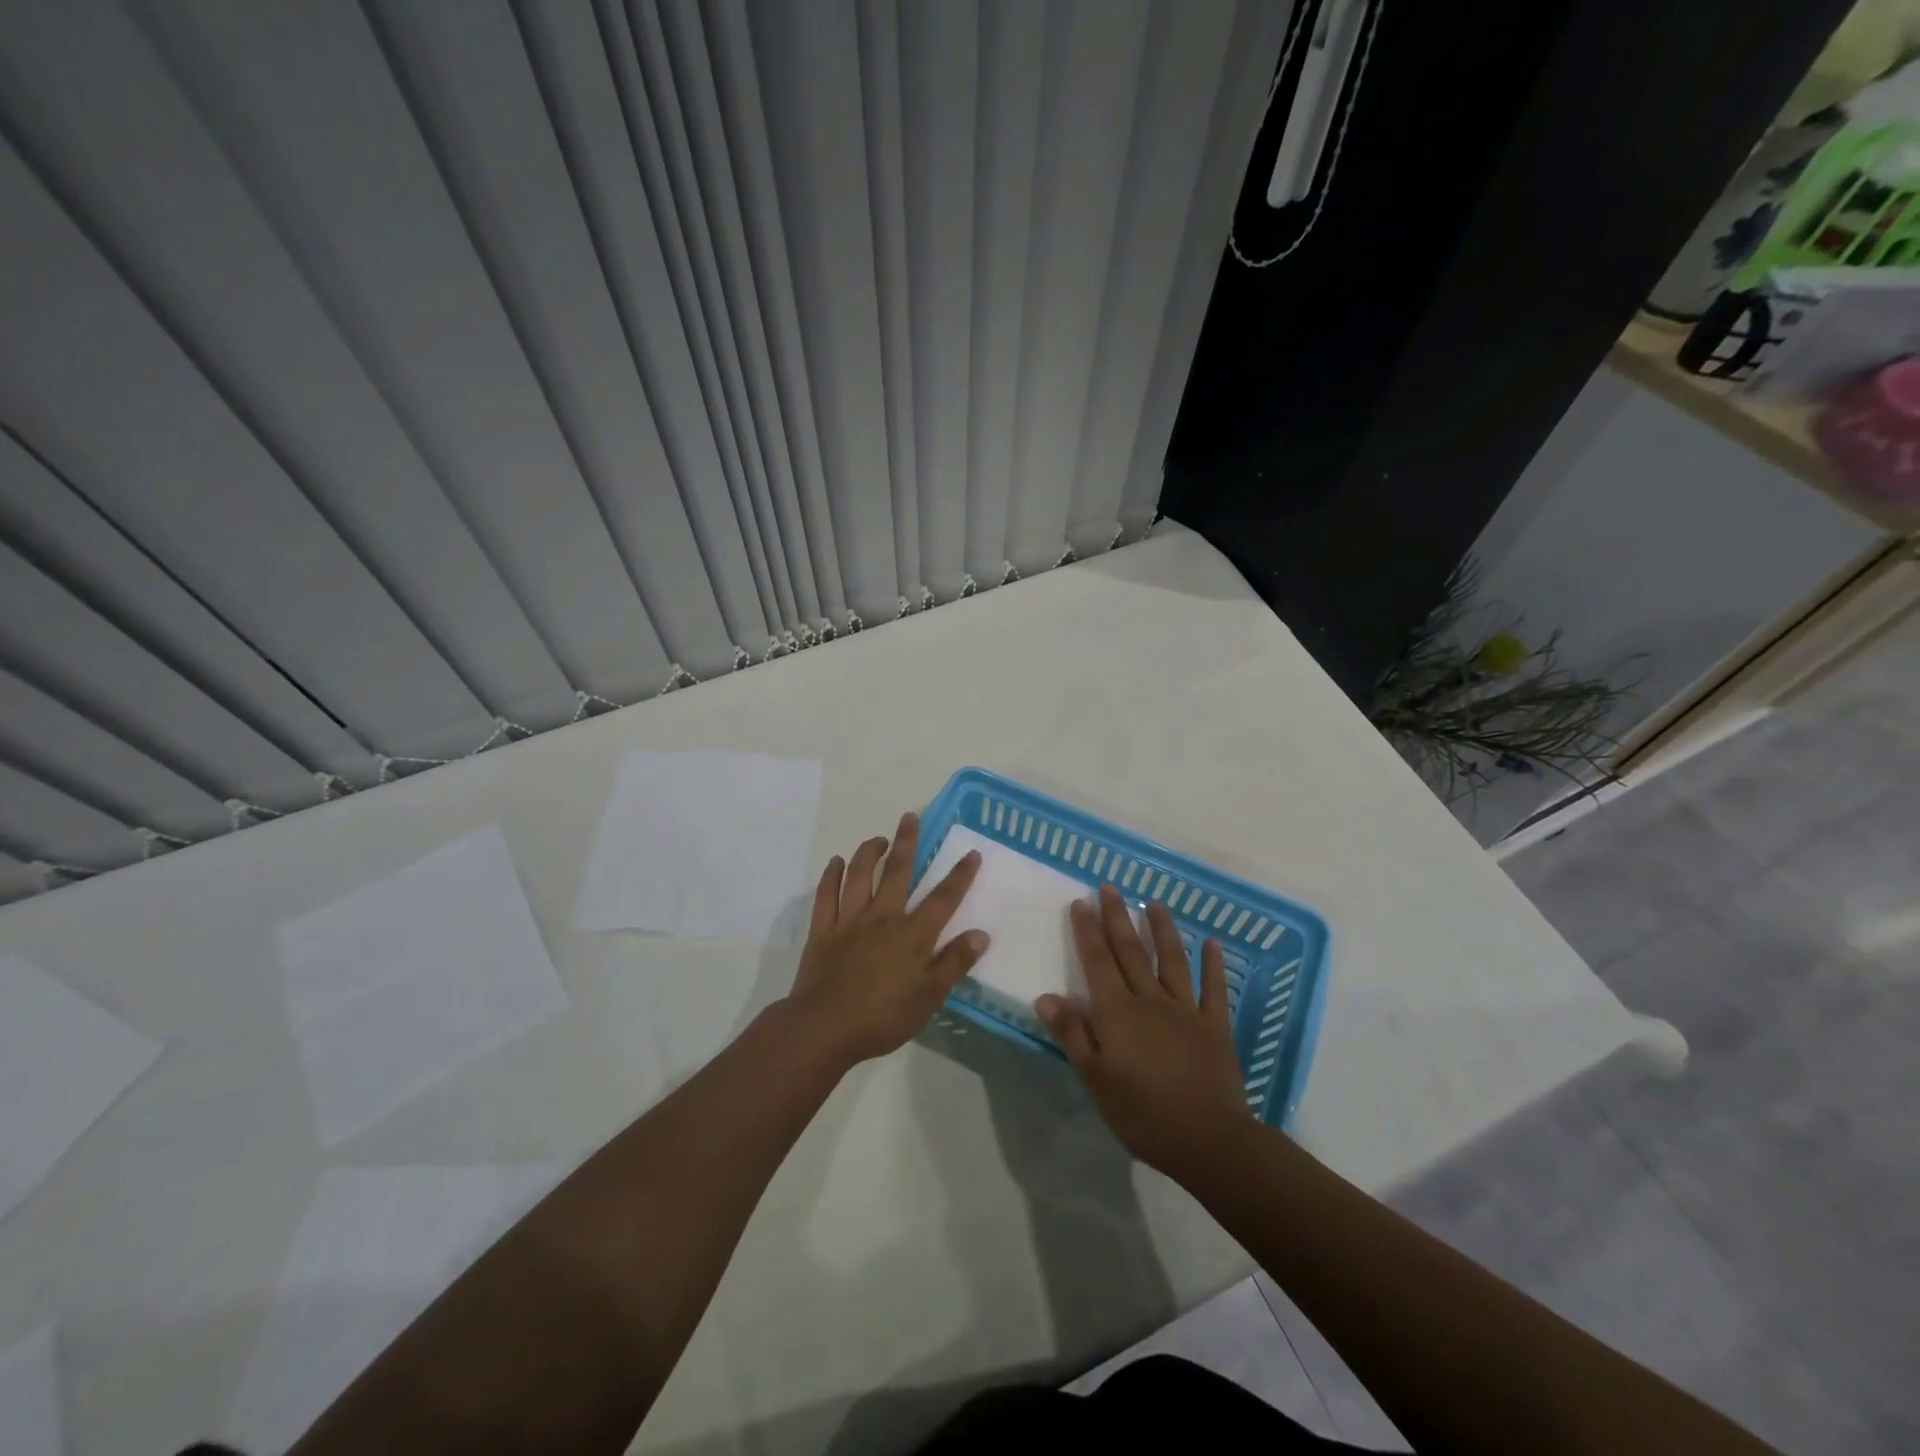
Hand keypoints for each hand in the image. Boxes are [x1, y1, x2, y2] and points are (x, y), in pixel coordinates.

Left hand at [783, 812, 987, 1068]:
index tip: (971, 852)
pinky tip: (836, 862)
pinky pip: (826, 895)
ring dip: (868, 852)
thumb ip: (954, 963)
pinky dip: (831, 876)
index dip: (959, 876)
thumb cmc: (883, 1017)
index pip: (942, 899)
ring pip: (859, 876)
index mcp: (912, 934)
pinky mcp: (822, 931)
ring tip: (878, 838)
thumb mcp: (929, 997)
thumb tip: (981, 933)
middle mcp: (882, 918)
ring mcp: (849, 921)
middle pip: (897, 872)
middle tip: (910, 816)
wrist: (824, 1028)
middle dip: (907, 843)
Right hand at [1037, 886, 1249, 1177]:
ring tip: (1154, 902)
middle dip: (1118, 917)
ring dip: (1162, 929)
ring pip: (1172, 960)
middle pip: (1131, 952)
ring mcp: (1186, 1010)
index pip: (1098, 962)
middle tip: (1110, 887)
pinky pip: (1214, 989)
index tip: (1081, 902)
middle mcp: (1150, 1000)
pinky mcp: (1215, 1026)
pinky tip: (1213, 943)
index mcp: (1118, 1013)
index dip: (1088, 931)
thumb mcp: (1096, 1079)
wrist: (1208, 1140)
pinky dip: (1214, 964)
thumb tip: (1046, 997)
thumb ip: (1073, 1035)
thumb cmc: (1142, 1113)